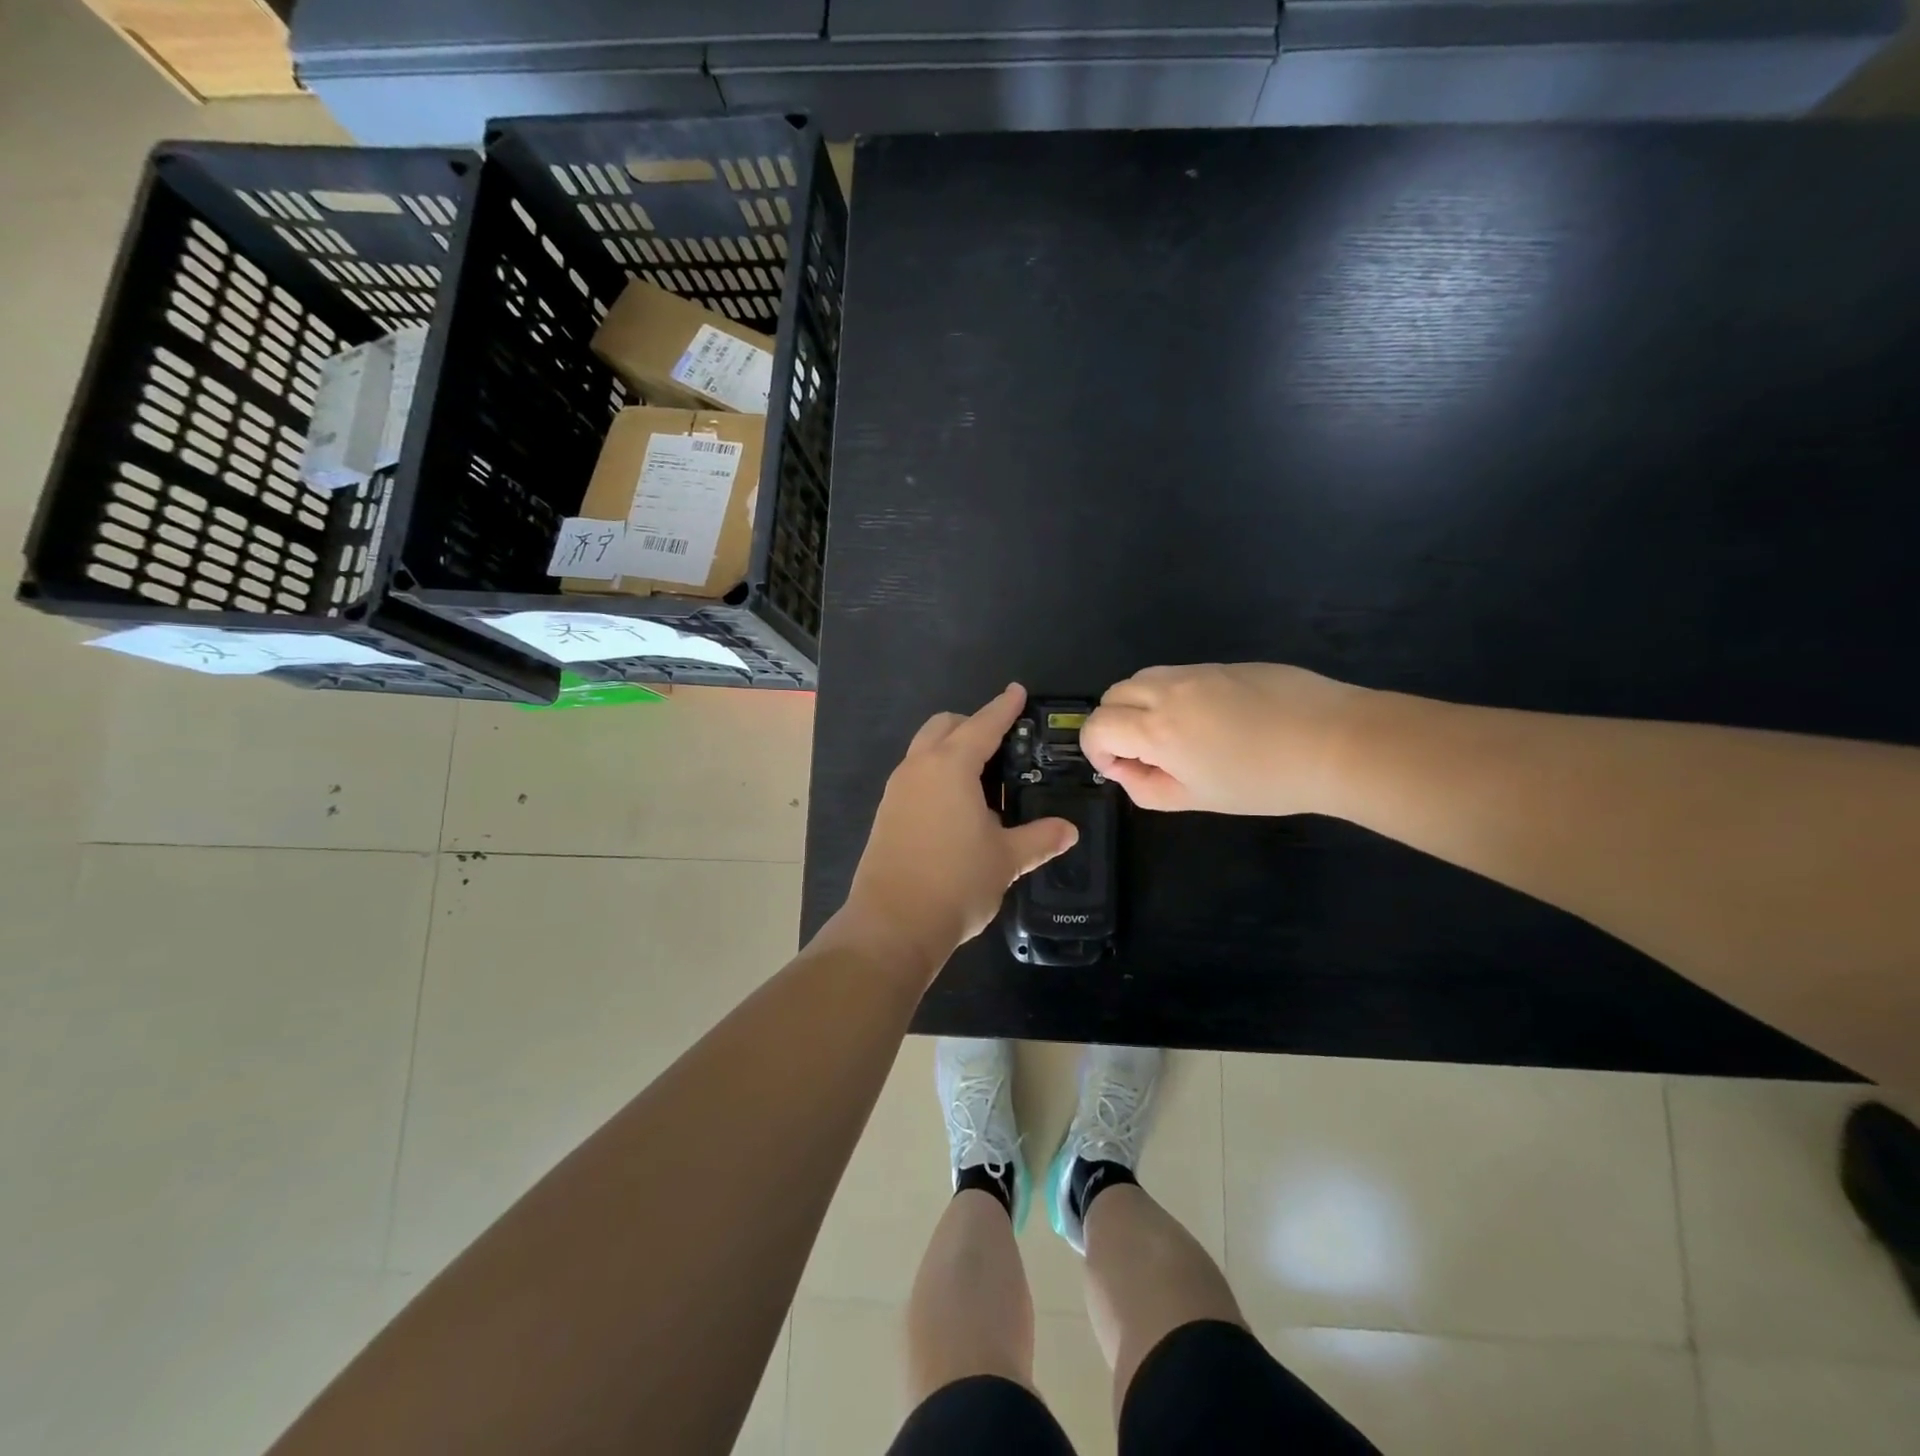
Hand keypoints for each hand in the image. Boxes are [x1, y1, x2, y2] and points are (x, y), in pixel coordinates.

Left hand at [837, 684, 1078, 973]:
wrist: (892, 925)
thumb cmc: (956, 882)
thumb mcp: (1006, 859)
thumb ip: (1040, 838)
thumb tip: (1069, 831)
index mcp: (951, 766)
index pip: (983, 724)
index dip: (1004, 707)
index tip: (1017, 691)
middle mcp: (919, 768)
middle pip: (945, 726)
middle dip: (973, 724)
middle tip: (1003, 742)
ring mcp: (896, 790)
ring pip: (925, 750)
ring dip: (951, 749)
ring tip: (983, 778)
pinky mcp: (886, 813)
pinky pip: (915, 776)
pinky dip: (937, 774)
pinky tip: (957, 807)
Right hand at [1080, 663, 1364, 814]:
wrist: (1334, 741)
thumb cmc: (1264, 781)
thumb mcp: (1197, 798)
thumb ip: (1147, 788)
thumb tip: (1125, 770)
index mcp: (1156, 728)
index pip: (1096, 726)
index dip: (1096, 751)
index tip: (1121, 769)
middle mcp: (1167, 691)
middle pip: (1112, 695)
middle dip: (1113, 724)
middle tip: (1144, 753)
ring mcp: (1197, 671)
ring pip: (1141, 678)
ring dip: (1138, 705)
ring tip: (1172, 734)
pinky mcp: (1223, 664)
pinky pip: (1177, 674)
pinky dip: (1170, 694)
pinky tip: (1208, 719)